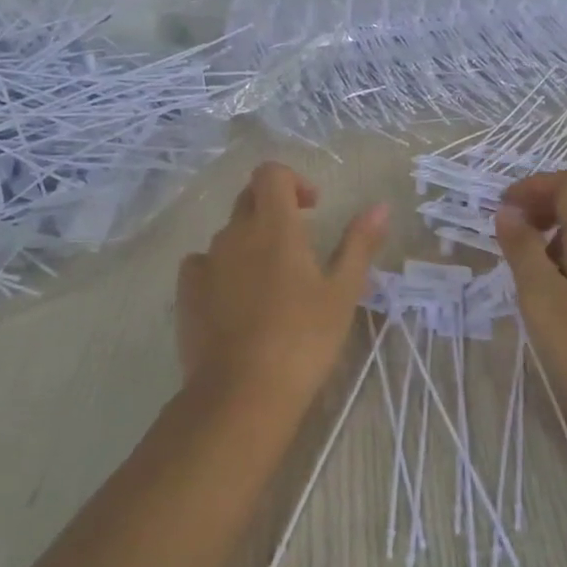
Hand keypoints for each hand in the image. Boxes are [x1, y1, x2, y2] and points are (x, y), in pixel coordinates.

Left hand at [176, 162, 388, 413]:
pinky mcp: (186, 293)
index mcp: (274, 226)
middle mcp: (234, 234)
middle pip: (249, 199)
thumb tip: (380, 205)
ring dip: (250, 243)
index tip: (312, 208)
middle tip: (300, 245)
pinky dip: (222, 269)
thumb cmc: (303, 339)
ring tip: (272, 283)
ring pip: (228, 235)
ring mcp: (206, 262)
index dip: (292, 180)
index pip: (271, 174)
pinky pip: (203, 264)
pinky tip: (237, 300)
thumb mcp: (343, 292)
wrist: (242, 393)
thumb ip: (359, 243)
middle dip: (274, 208)